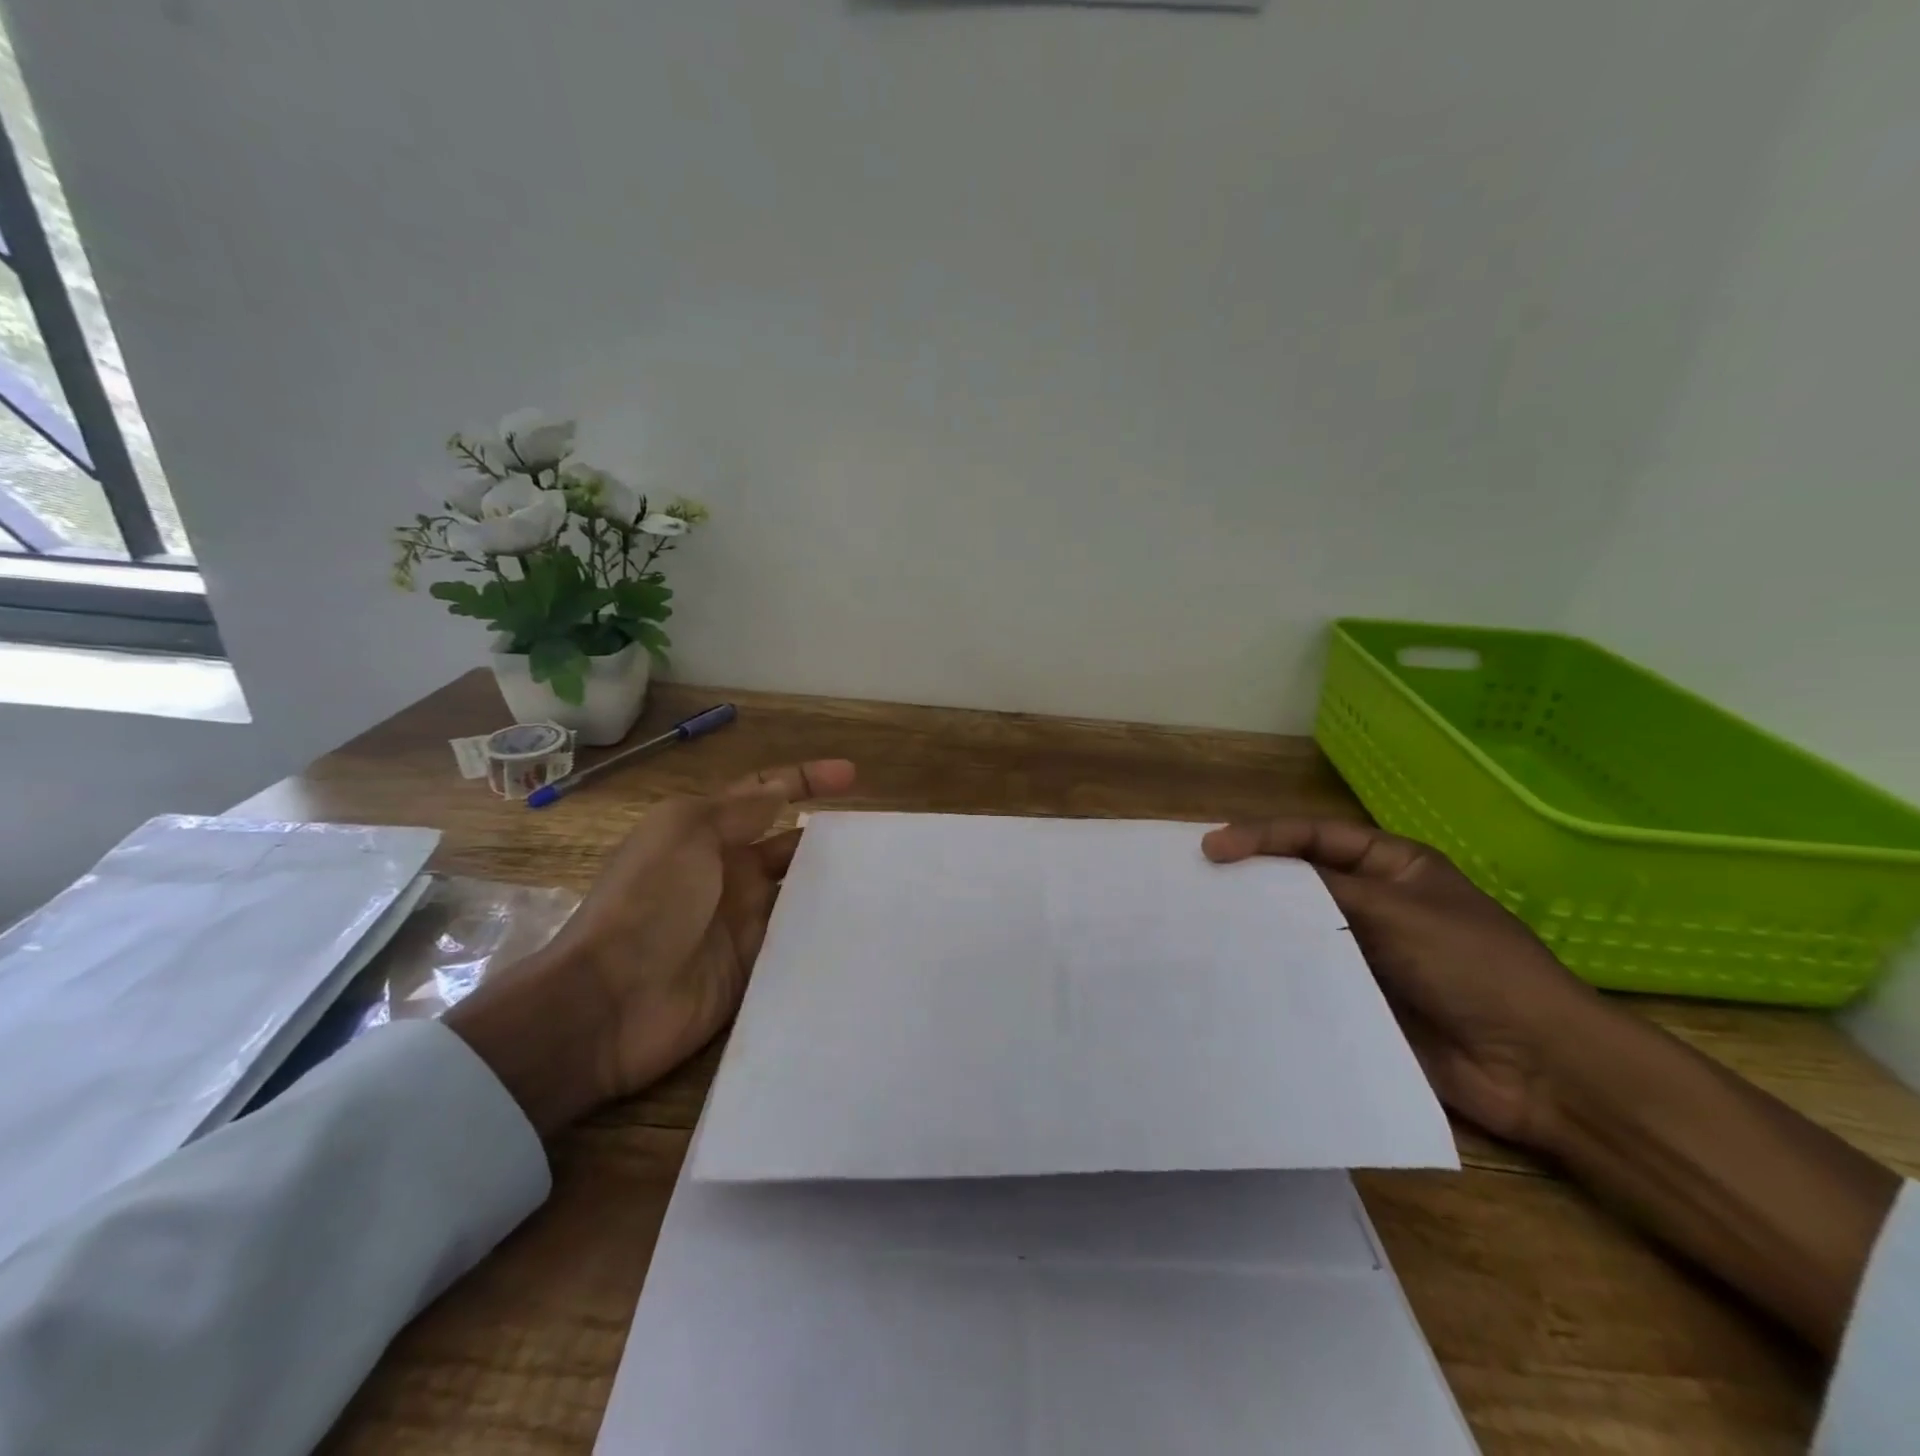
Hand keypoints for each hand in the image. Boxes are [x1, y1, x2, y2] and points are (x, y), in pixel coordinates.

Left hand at [449, 758, 856, 1134]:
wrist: (611, 1001)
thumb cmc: (648, 900)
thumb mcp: (685, 832)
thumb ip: (738, 810)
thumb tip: (780, 790)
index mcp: (705, 833)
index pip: (764, 795)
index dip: (806, 779)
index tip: (853, 776)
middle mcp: (727, 873)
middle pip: (789, 845)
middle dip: (828, 836)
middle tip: (879, 839)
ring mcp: (741, 922)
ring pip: (799, 893)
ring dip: (833, 884)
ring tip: (885, 879)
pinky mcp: (754, 966)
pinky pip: (797, 940)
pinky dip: (824, 931)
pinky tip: (863, 927)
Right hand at [1201, 817, 1611, 1149]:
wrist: (1537, 1068)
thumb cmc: (1473, 967)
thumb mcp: (1397, 911)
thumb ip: (1323, 890)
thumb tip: (1253, 877)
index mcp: (1392, 867)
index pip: (1316, 837)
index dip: (1263, 837)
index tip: (1214, 849)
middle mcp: (1375, 903)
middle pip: (1302, 880)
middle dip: (1254, 878)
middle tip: (1199, 882)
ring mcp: (1366, 952)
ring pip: (1300, 929)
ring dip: (1261, 926)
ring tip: (1204, 925)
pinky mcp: (1358, 998)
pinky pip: (1308, 975)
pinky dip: (1276, 970)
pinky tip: (1237, 971)